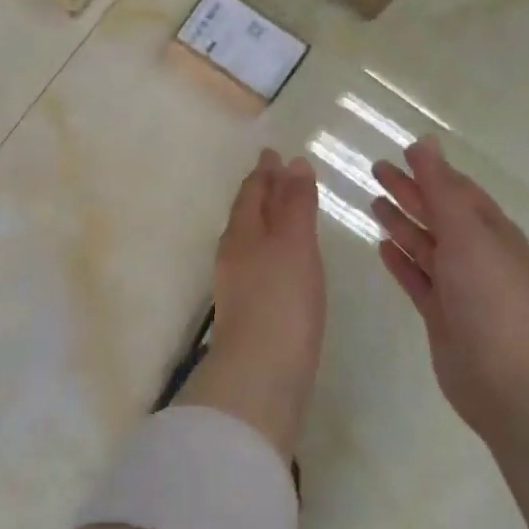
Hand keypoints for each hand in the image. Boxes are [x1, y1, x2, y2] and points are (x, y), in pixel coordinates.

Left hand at [175, 149, 326, 460]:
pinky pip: (260, 265)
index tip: (273, 153)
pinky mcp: (249, 311)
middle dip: (262, 192)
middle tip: (278, 175)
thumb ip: (294, 204)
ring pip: (251, 239)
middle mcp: (234, 254)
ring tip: (283, 212)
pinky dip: (272, 250)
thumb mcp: (293, 244)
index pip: (252, 192)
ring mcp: (238, 285)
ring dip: (266, 220)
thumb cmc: (281, 300)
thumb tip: (292, 163)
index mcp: (242, 232)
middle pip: (247, 213)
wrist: (260, 374)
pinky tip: (283, 262)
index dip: (264, 171)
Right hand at [370, 137, 528, 435]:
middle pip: (437, 214)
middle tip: (375, 171)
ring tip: (373, 203)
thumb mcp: (465, 231)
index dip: (430, 170)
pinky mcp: (441, 314)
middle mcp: (476, 255)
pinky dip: (400, 261)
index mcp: (491, 230)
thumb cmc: (490, 293)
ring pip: (425, 245)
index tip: (400, 152)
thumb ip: (440, 187)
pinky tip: (381, 247)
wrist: (507, 376)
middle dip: (410, 192)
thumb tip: (425, 141)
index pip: (457, 190)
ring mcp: (458, 286)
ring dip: (402, 223)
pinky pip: (416, 278)